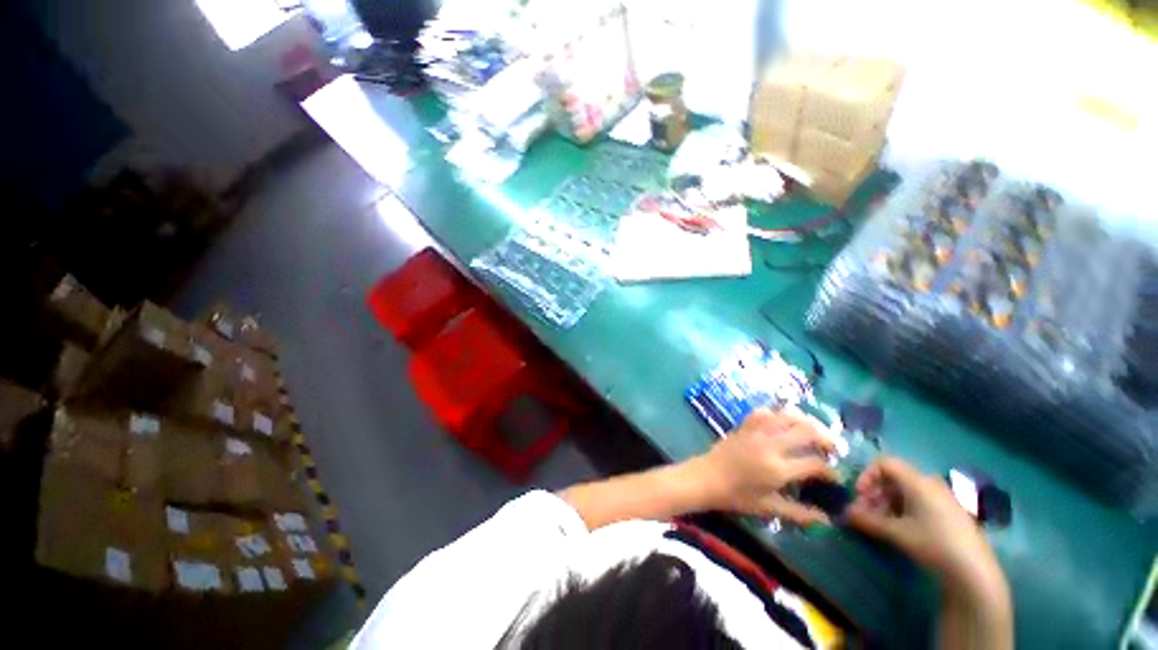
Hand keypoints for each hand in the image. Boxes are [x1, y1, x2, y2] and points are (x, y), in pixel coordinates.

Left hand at [698, 407, 838, 523]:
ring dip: (806, 421)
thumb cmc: (736, 496)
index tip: (836, 477)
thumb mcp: (768, 508)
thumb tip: (827, 521)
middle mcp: (770, 445)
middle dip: (826, 438)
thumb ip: (799, 513)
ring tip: (813, 432)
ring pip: (787, 415)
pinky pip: (764, 412)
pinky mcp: (744, 425)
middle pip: (807, 430)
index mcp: (777, 468)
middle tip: (833, 448)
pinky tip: (783, 423)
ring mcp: (756, 431)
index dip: (831, 471)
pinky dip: (778, 414)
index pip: (814, 464)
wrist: (705, 477)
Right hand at [845, 458, 1007, 599]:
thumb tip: (844, 512)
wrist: (973, 572)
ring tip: (881, 524)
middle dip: (875, 493)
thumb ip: (867, 520)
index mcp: (917, 481)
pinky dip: (903, 510)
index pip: (884, 463)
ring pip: (905, 491)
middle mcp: (930, 483)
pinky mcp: (949, 513)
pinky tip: (901, 529)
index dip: (867, 475)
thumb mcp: (895, 532)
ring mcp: (942, 498)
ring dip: (887, 503)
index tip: (860, 496)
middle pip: (893, 478)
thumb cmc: (932, 544)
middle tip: (865, 513)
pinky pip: (919, 501)